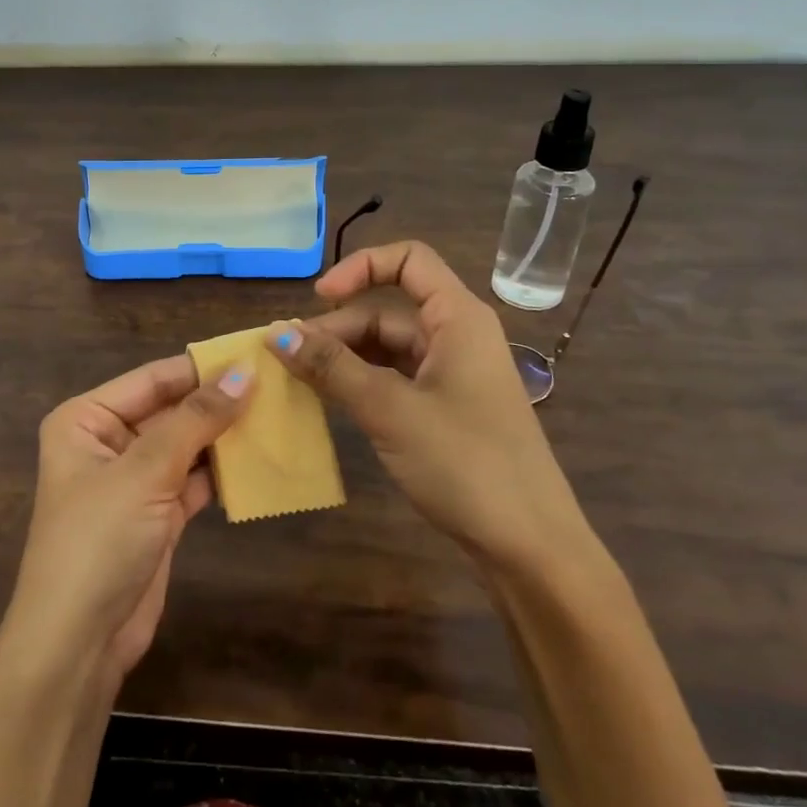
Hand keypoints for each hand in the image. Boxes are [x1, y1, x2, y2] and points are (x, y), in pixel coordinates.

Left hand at [0, 355, 252, 686]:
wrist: (79, 642)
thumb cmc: (99, 540)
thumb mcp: (145, 472)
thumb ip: (196, 420)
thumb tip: (244, 373)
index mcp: (86, 419)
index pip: (152, 379)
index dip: (202, 367)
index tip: (255, 353)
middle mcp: (107, 441)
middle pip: (171, 410)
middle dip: (218, 401)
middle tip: (277, 384)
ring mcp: (134, 480)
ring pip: (187, 445)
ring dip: (226, 436)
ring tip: (279, 415)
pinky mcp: (157, 513)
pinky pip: (195, 479)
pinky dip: (223, 472)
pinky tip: (261, 460)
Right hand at [269, 241, 594, 578]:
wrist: (530, 546)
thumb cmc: (466, 463)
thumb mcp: (389, 410)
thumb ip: (331, 367)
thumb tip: (277, 333)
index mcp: (458, 318)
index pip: (408, 260)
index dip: (360, 267)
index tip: (318, 298)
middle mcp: (457, 337)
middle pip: (388, 310)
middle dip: (337, 327)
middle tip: (288, 359)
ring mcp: (453, 375)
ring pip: (388, 347)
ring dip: (344, 357)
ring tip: (299, 379)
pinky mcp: (447, 409)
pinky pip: (395, 379)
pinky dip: (361, 383)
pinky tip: (331, 401)